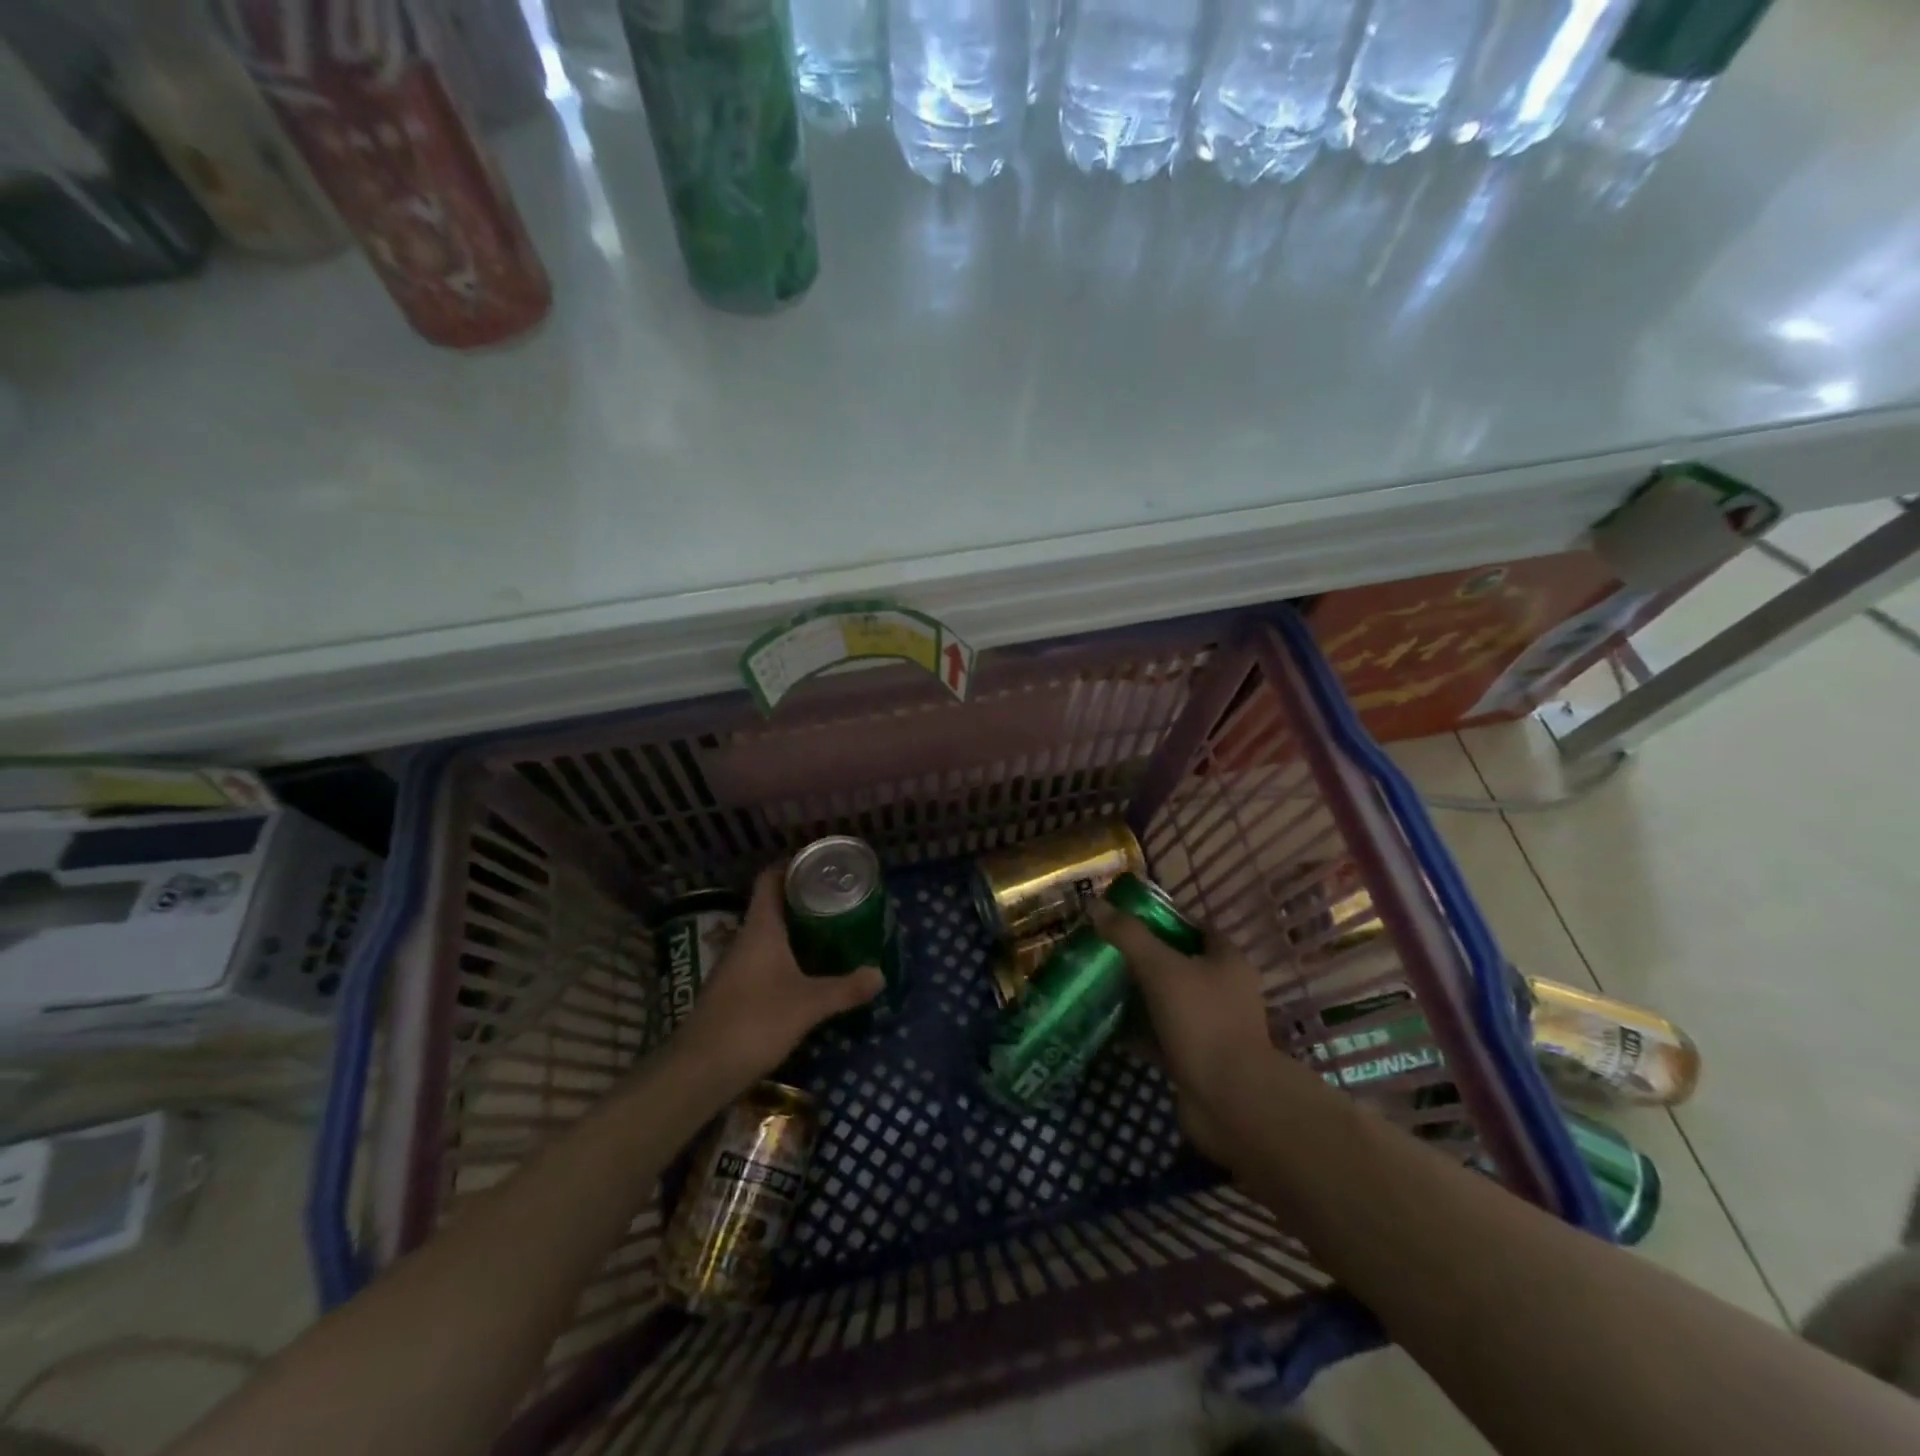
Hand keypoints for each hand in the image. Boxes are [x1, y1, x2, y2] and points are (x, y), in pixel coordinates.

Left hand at [673, 864, 883, 1093]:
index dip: (792, 865)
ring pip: (767, 934)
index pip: (770, 879)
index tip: (820, 864)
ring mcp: (735, 966)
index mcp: (760, 928)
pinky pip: (763, 959)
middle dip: (802, 899)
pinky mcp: (733, 990)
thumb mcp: (809, 1004)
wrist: (700, 1069)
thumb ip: (845, 988)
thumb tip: (880, 974)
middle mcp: (744, 939)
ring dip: (794, 929)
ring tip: (829, 930)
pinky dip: (785, 955)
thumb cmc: (755, 1021)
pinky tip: (806, 970)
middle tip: (837, 898)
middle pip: (772, 905)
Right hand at [1090, 898, 1278, 1163]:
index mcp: (1227, 961)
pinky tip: (1108, 1027)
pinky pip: (1162, 1037)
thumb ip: (1129, 935)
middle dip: (1144, 959)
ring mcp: (1213, 1028)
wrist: (1229, 1101)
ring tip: (1100, 987)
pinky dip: (1139, 1033)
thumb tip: (1096, 904)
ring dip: (1139, 997)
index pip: (1195, 927)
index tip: (1125, 921)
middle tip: (1105, 953)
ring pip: (1169, 1002)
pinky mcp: (1198, 1060)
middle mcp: (1225, 991)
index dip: (1162, 920)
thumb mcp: (1160, 967)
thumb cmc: (1201, 1021)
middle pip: (1179, 965)